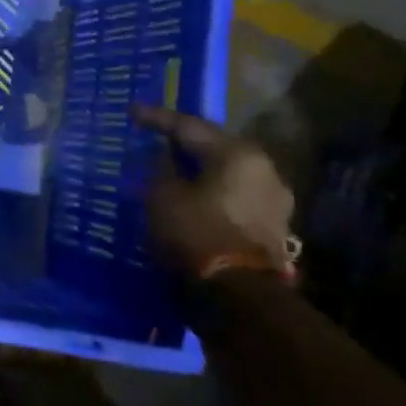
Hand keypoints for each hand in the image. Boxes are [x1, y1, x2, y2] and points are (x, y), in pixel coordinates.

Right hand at [131, 105, 296, 279]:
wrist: (239, 294)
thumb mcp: (162, 195)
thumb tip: (164, 155)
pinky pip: (233, 193)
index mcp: (237, 154)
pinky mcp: (272, 224)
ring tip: (171, 168)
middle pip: (215, 146)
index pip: (189, 126)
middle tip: (154, 137)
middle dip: (183, 143)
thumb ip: (161, 168)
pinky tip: (191, 193)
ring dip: (198, 168)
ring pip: (226, 172)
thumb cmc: (195, 234)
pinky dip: (210, 189)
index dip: (156, 118)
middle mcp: (263, 169)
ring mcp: (273, 198)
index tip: (132, 112)